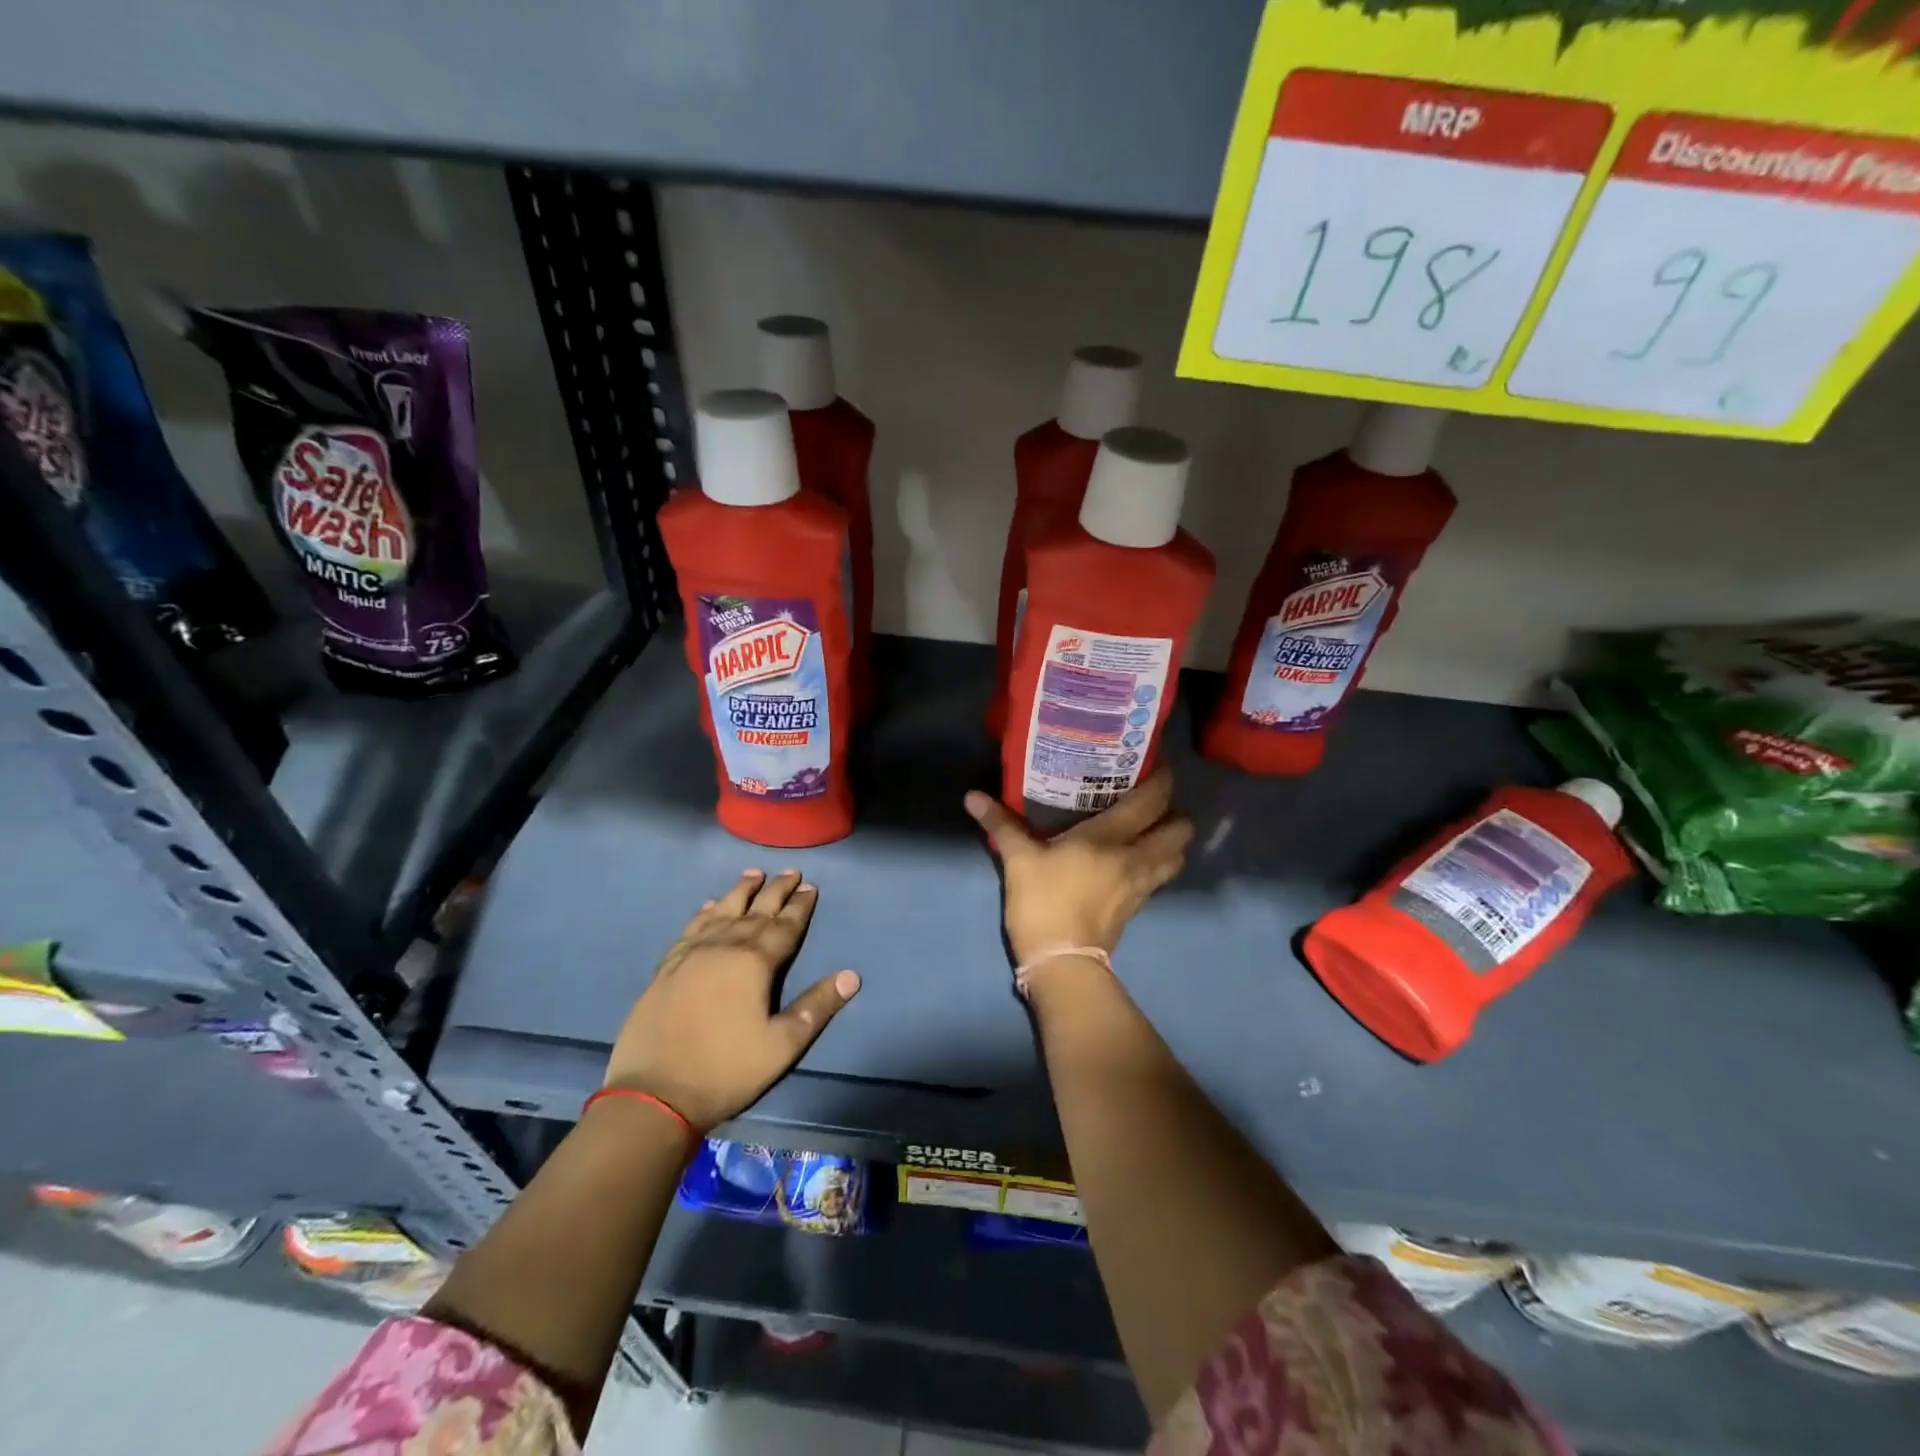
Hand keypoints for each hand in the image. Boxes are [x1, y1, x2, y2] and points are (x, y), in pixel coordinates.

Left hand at [603, 869, 858, 1132]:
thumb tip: (851, 976)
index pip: (785, 926)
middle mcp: (724, 947)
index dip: (800, 906)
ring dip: (740, 891)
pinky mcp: (667, 968)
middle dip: (776, 890)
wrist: (654, 1094)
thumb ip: (817, 1007)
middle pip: (756, 911)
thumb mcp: (782, 1045)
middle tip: (791, 872)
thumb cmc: (726, 1070)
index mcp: (755, 962)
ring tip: (753, 873)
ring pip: (722, 912)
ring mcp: (692, 955)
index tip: (811, 886)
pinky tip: (708, 906)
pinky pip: (691, 929)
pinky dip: (703, 913)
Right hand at [964, 768, 1193, 964]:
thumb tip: (972, 796)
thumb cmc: (1043, 903)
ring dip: (1172, 841)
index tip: (1157, 763)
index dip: (1162, 779)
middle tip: (1152, 801)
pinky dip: (1158, 863)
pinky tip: (1136, 860)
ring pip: (1177, 856)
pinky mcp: (1138, 907)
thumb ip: (1001, 824)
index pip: (1151, 801)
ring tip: (1151, 829)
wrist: (1062, 963)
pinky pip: (1160, 877)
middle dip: (1175, 812)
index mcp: (1111, 838)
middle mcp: (1136, 857)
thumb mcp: (1018, 860)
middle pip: (1180, 830)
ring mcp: (1141, 885)